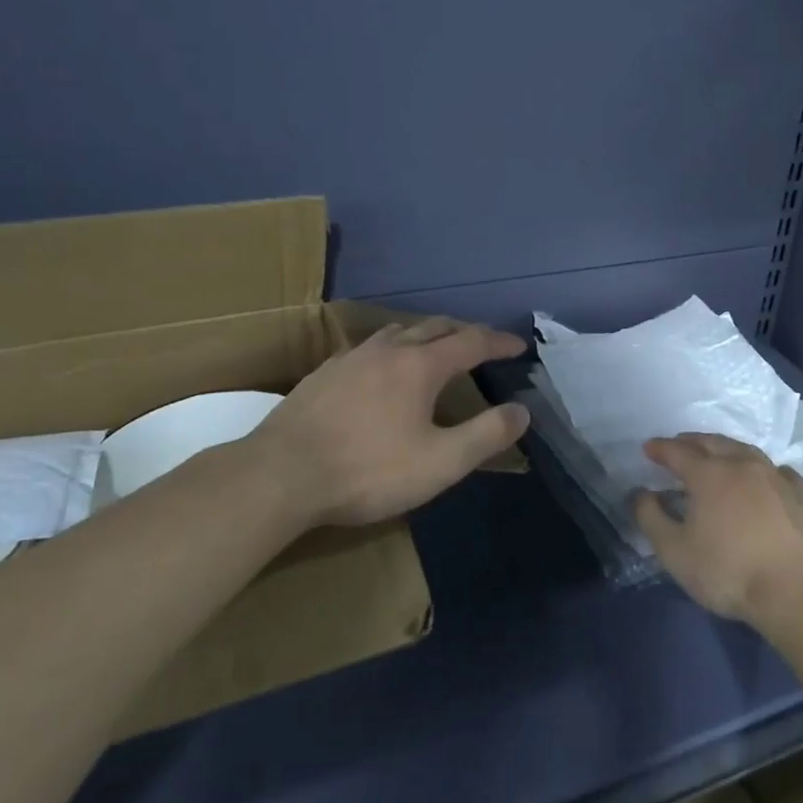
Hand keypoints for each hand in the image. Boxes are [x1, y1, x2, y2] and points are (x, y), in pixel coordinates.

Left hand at [244, 317, 529, 528]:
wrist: (281, 475)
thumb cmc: (368, 470)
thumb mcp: (440, 462)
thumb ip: (486, 436)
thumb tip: (522, 411)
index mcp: (420, 366)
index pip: (470, 341)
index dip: (497, 341)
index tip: (518, 345)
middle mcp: (387, 350)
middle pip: (433, 326)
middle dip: (464, 331)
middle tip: (482, 343)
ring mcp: (350, 358)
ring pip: (397, 332)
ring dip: (424, 334)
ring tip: (434, 349)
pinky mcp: (323, 374)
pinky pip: (368, 348)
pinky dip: (391, 349)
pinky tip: (380, 370)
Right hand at [634, 433, 802, 621]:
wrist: (798, 593)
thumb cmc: (729, 572)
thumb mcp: (675, 551)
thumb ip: (651, 518)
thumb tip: (640, 493)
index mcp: (709, 474)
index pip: (678, 451)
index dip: (661, 448)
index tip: (648, 448)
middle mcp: (743, 465)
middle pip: (713, 442)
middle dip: (692, 441)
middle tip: (679, 445)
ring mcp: (777, 477)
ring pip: (747, 451)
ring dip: (727, 449)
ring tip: (718, 455)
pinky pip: (780, 471)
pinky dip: (765, 470)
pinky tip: (766, 478)